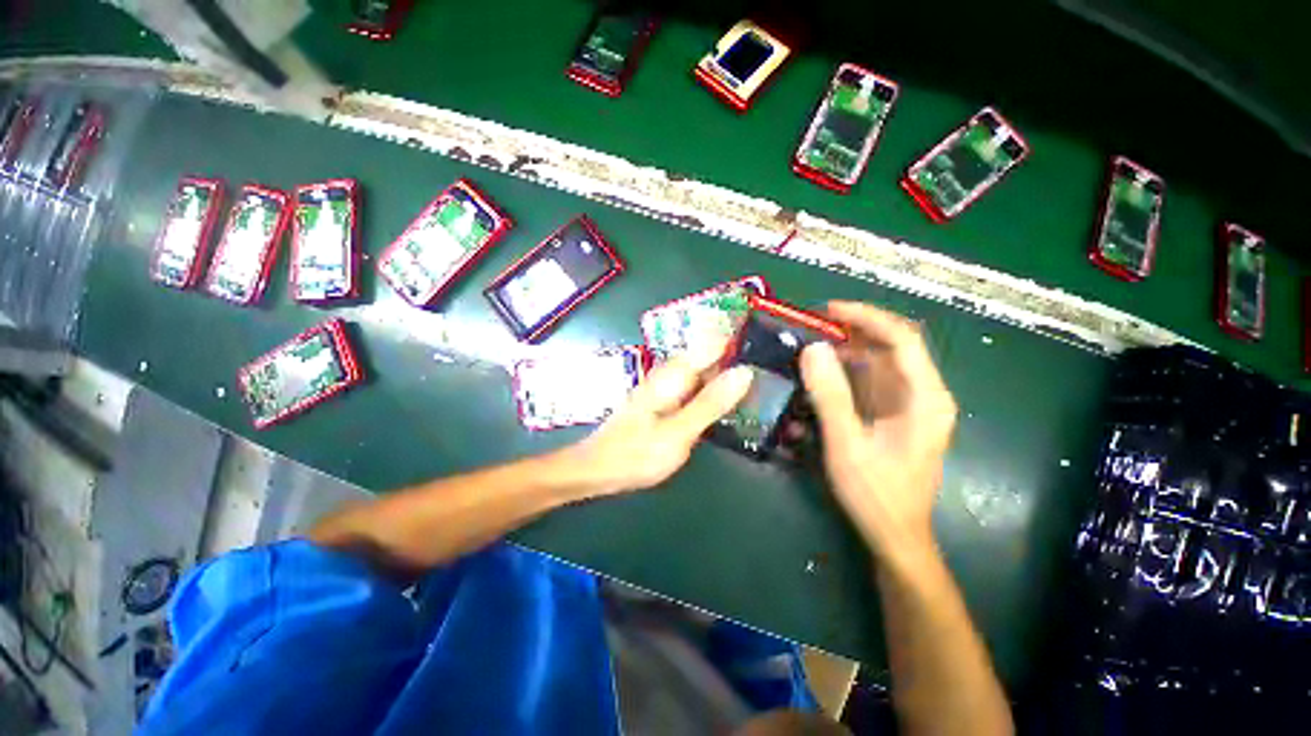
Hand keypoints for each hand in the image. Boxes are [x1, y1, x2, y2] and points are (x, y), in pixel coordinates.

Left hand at [569, 341, 753, 495]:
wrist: (599, 469)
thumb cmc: (637, 452)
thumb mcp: (679, 431)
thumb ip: (711, 402)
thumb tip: (744, 372)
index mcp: (673, 374)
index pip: (711, 342)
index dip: (737, 334)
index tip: (766, 335)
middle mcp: (670, 373)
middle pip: (708, 354)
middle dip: (736, 352)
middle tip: (770, 360)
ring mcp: (666, 387)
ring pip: (703, 370)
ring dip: (726, 371)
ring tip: (757, 378)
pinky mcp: (664, 400)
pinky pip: (695, 386)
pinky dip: (713, 388)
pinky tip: (727, 399)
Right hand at [800, 301, 956, 563]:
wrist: (895, 534)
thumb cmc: (876, 493)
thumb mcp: (847, 444)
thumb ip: (830, 396)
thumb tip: (812, 349)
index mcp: (925, 398)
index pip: (902, 339)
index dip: (867, 317)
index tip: (828, 310)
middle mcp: (923, 394)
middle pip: (892, 346)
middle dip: (853, 330)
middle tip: (811, 326)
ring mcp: (910, 404)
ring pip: (880, 361)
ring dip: (847, 348)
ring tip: (810, 342)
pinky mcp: (895, 413)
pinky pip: (872, 380)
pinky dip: (847, 369)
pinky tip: (822, 370)